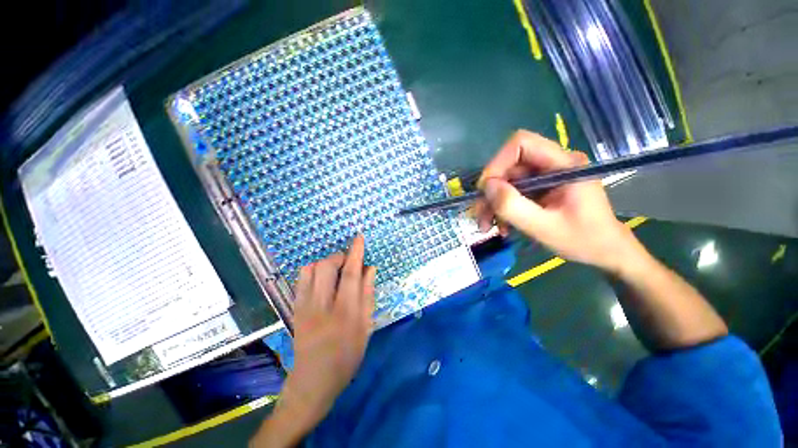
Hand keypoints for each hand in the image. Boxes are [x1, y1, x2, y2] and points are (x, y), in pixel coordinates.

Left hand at [274, 235, 376, 436]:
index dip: (356, 252)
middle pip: (328, 266)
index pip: (352, 273)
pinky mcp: (295, 308)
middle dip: (339, 256)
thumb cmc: (347, 355)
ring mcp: (305, 306)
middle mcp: (324, 305)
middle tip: (348, 262)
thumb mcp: (366, 327)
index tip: (359, 237)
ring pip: (312, 269)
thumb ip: (368, 295)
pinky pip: (301, 278)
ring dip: (326, 263)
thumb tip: (370, 268)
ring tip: (335, 272)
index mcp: (346, 312)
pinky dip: (312, 270)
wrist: (313, 379)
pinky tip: (321, 279)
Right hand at [474, 130, 640, 272]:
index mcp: (564, 164)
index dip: (497, 163)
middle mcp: (554, 163)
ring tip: (487, 225)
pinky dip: (502, 207)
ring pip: (507, 180)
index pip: (522, 144)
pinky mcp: (541, 187)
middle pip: (510, 165)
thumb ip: (513, 206)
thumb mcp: (544, 227)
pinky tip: (501, 225)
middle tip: (481, 215)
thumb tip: (486, 186)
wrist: (605, 252)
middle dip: (491, 190)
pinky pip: (513, 191)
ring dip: (493, 202)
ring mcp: (547, 176)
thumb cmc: (583, 240)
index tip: (485, 190)